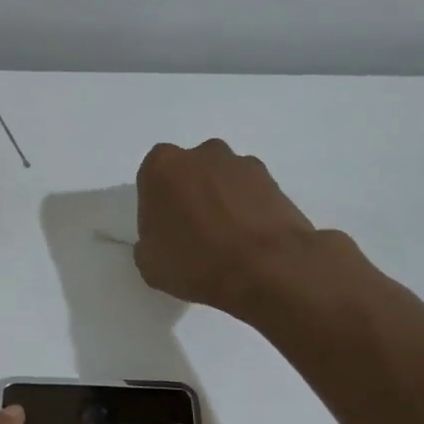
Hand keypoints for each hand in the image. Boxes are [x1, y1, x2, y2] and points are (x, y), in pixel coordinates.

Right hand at [134, 139, 317, 315]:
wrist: (267, 268)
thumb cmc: (195, 262)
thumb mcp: (148, 264)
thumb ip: (148, 242)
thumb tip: (161, 240)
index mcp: (162, 167)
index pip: (151, 178)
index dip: (156, 204)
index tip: (163, 228)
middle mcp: (201, 154)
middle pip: (189, 172)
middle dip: (189, 194)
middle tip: (192, 230)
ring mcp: (241, 164)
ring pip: (222, 179)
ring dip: (220, 200)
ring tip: (225, 238)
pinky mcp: (274, 180)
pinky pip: (250, 193)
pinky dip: (247, 209)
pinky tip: (248, 239)